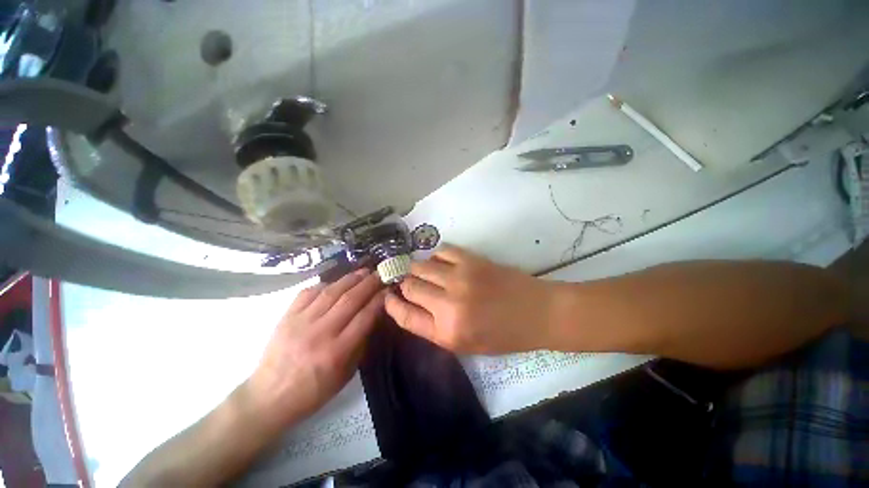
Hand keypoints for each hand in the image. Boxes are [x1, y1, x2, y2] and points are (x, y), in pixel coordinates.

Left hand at [247, 269, 384, 427]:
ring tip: (363, 271)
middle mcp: (320, 333)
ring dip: (351, 279)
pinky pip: (308, 293)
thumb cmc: (313, 391)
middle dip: (369, 283)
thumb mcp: (346, 375)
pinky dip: (325, 284)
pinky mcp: (287, 317)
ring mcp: (301, 322)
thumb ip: (361, 344)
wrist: (269, 397)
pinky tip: (336, 281)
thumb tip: (373, 316)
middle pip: (350, 300)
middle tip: (380, 273)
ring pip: (331, 292)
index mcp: (337, 352)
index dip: (379, 300)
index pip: (365, 317)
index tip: (388, 289)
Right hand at [384, 245, 557, 353]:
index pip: (405, 316)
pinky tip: (442, 263)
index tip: (388, 297)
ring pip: (421, 266)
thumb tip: (413, 305)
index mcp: (447, 332)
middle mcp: (448, 305)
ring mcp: (459, 278)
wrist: (537, 312)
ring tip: (425, 272)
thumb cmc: (503, 335)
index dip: (391, 305)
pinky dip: (437, 257)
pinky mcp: (471, 260)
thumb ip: (435, 328)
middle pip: (409, 286)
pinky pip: (441, 251)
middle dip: (405, 285)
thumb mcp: (466, 344)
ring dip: (418, 269)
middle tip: (409, 283)